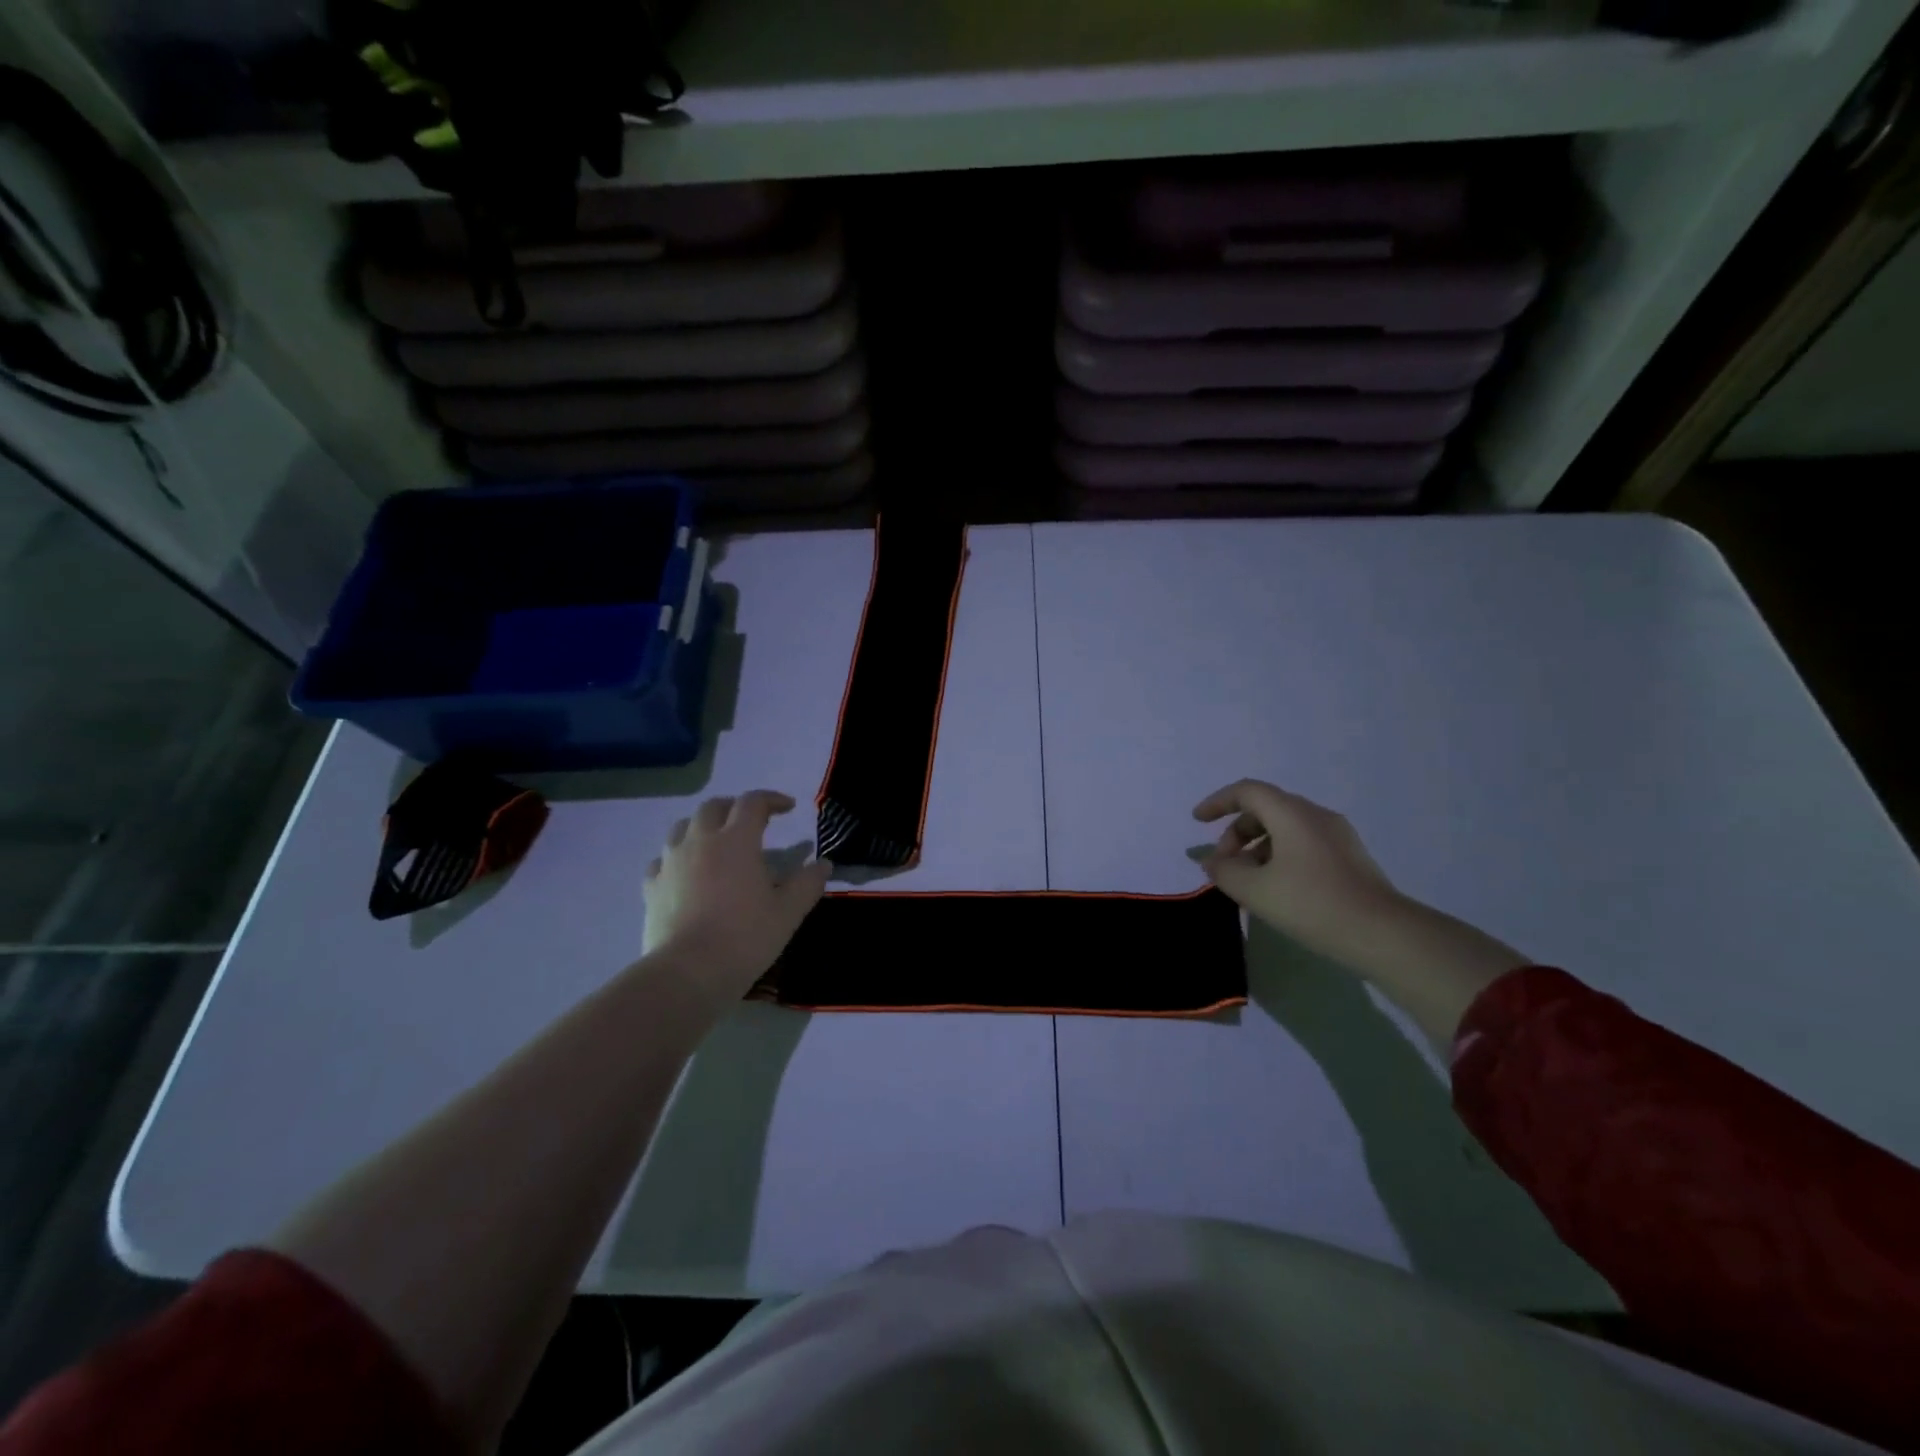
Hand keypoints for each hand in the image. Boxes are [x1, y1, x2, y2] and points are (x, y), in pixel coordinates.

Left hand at [642, 791, 829, 994]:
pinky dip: (677, 857)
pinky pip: (662, 860)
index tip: (789, 808)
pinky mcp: (651, 887)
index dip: (772, 799)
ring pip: (683, 827)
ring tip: (716, 841)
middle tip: (752, 821)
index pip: (753, 802)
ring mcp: (671, 862)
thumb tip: (823, 864)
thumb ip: (808, 883)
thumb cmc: (745, 937)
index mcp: (736, 840)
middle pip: (714, 806)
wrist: (687, 973)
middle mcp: (700, 841)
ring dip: (703, 826)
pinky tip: (685, 873)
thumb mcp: (788, 912)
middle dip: (735, 807)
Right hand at [1193, 779, 1403, 966]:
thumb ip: (1225, 872)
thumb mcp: (1255, 890)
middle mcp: (1316, 816)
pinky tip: (1276, 889)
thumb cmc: (1312, 904)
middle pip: (1266, 809)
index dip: (1218, 802)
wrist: (1383, 934)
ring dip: (1257, 848)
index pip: (1247, 791)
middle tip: (1224, 865)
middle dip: (1236, 833)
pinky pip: (1303, 844)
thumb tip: (1212, 862)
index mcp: (1292, 814)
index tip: (1197, 822)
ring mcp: (1338, 836)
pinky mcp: (1349, 858)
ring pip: (1285, 828)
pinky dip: (1279, 856)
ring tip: (1247, 882)